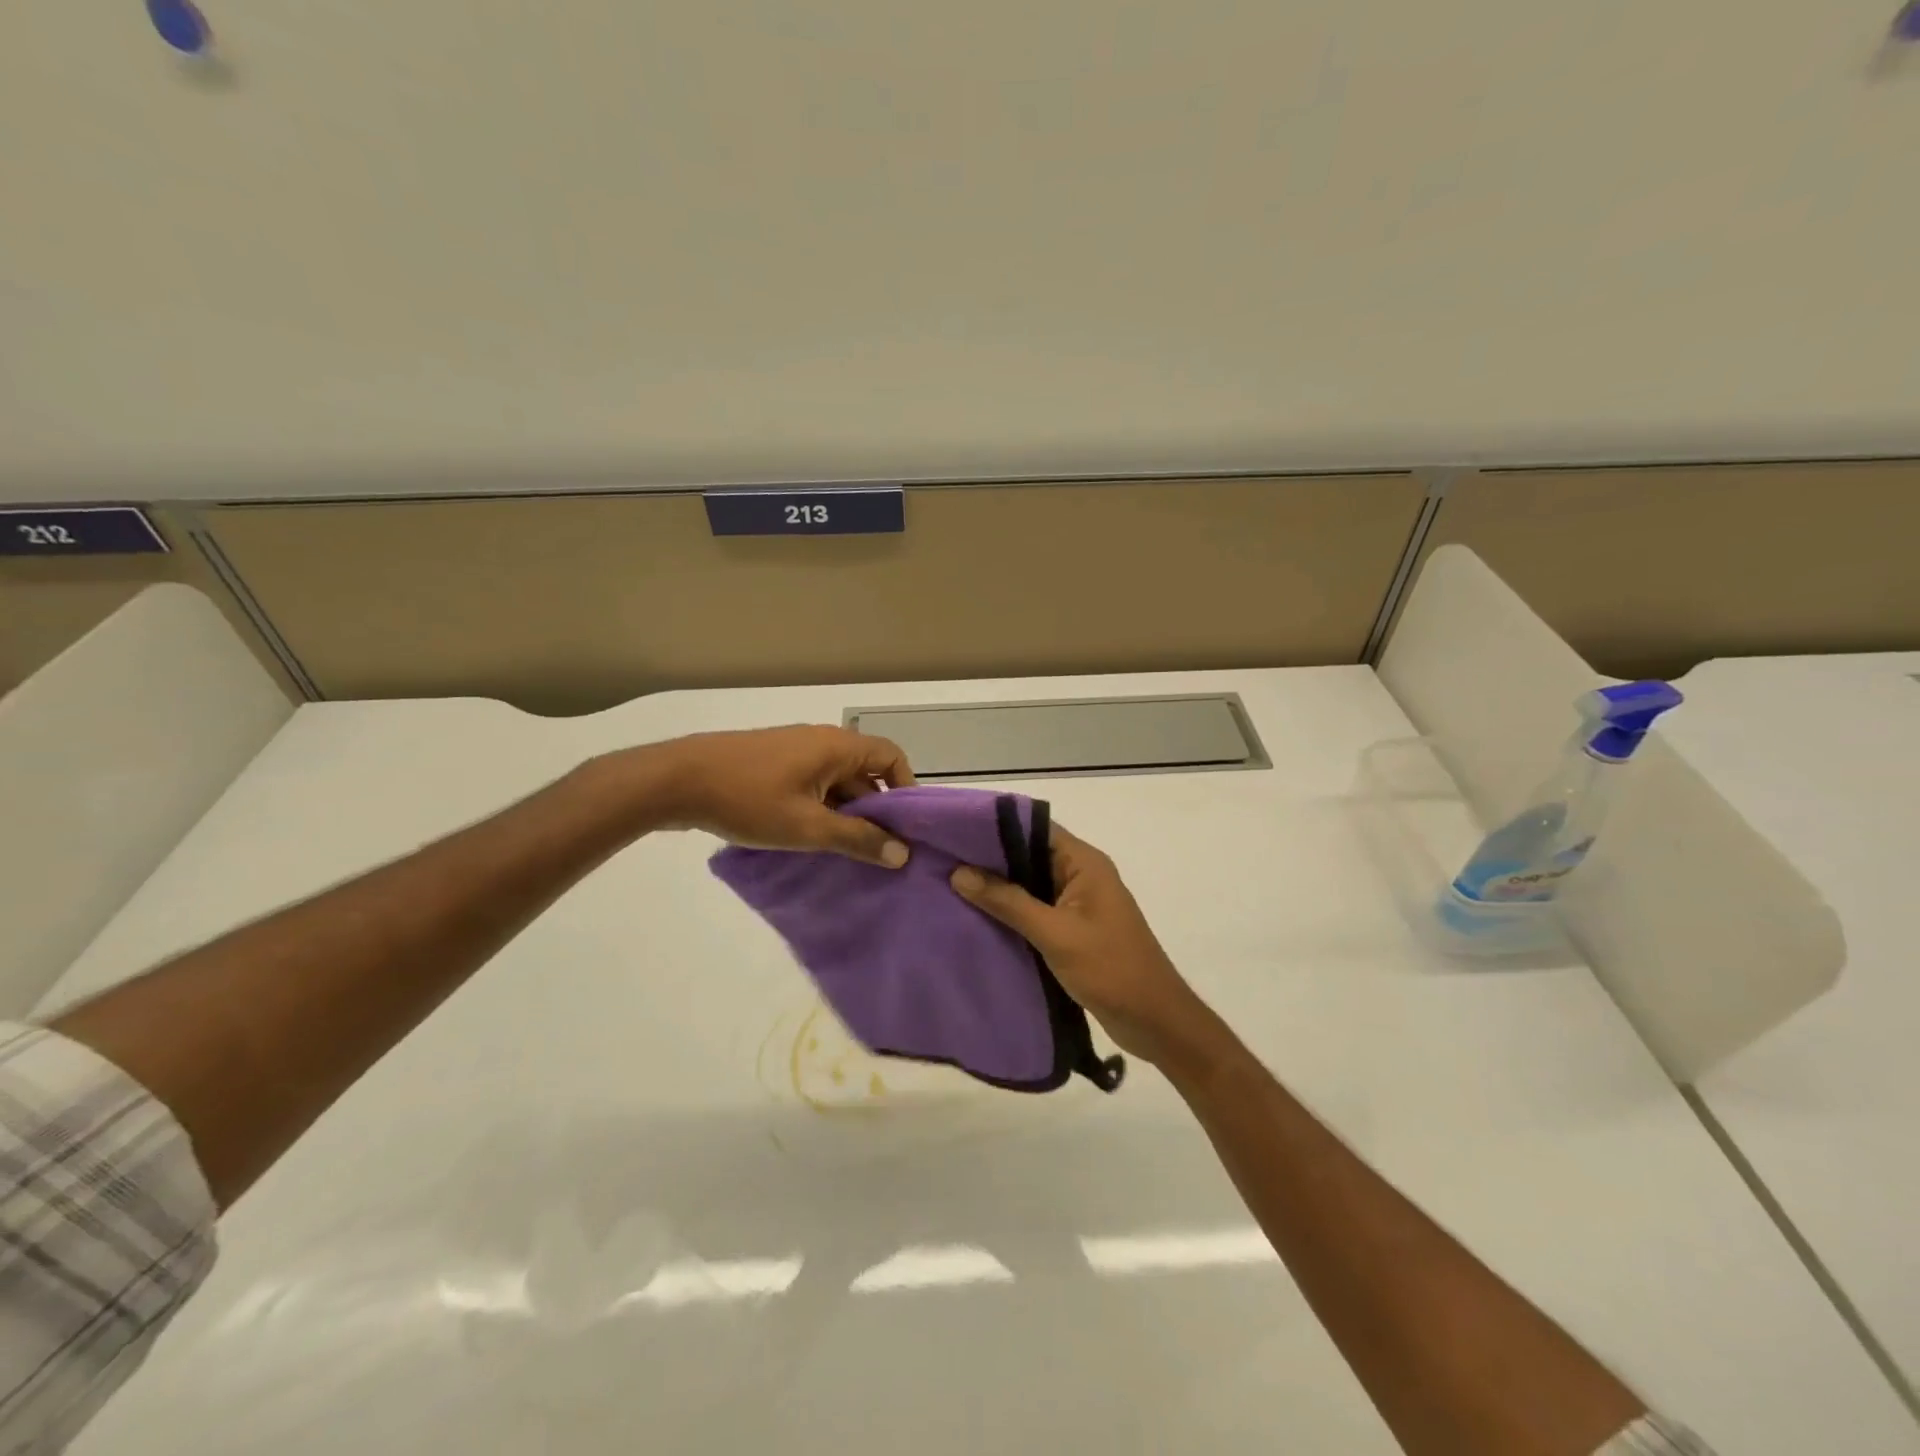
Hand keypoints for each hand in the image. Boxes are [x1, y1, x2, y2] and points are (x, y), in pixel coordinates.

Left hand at [620, 725, 915, 866]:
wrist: (676, 781)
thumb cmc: (749, 799)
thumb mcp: (808, 827)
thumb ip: (857, 839)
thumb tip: (902, 854)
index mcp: (838, 746)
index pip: (892, 757)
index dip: (906, 789)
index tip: (906, 828)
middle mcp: (821, 741)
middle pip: (865, 772)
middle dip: (875, 810)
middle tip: (881, 851)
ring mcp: (794, 751)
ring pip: (836, 782)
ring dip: (846, 813)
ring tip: (849, 853)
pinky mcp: (772, 765)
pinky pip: (812, 785)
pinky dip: (821, 809)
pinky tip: (812, 841)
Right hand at [949, 826, 1219, 1068]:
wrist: (1154, 1021)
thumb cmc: (1110, 969)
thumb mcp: (1054, 934)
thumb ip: (1008, 902)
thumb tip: (960, 873)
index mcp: (1084, 863)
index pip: (1034, 828)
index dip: (995, 828)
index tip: (954, 831)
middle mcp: (1081, 875)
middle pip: (1028, 855)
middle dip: (989, 860)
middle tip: (943, 860)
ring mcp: (1078, 903)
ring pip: (1030, 884)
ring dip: (997, 888)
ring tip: (950, 886)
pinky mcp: (1073, 929)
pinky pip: (1035, 910)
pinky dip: (1010, 912)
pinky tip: (977, 918)